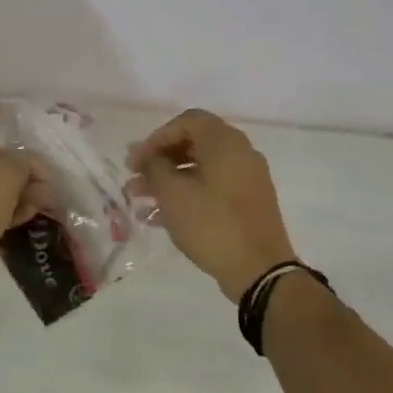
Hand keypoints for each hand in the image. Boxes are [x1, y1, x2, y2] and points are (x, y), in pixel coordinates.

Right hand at [128, 108, 296, 302]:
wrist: (259, 270)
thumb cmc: (212, 224)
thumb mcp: (174, 194)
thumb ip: (154, 167)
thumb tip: (147, 157)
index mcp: (225, 142)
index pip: (187, 122)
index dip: (156, 138)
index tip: (135, 161)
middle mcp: (240, 154)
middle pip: (193, 145)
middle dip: (159, 162)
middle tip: (133, 180)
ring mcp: (247, 180)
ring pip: (200, 170)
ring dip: (168, 182)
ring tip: (139, 202)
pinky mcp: (247, 204)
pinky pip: (211, 190)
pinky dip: (186, 197)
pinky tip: (158, 219)